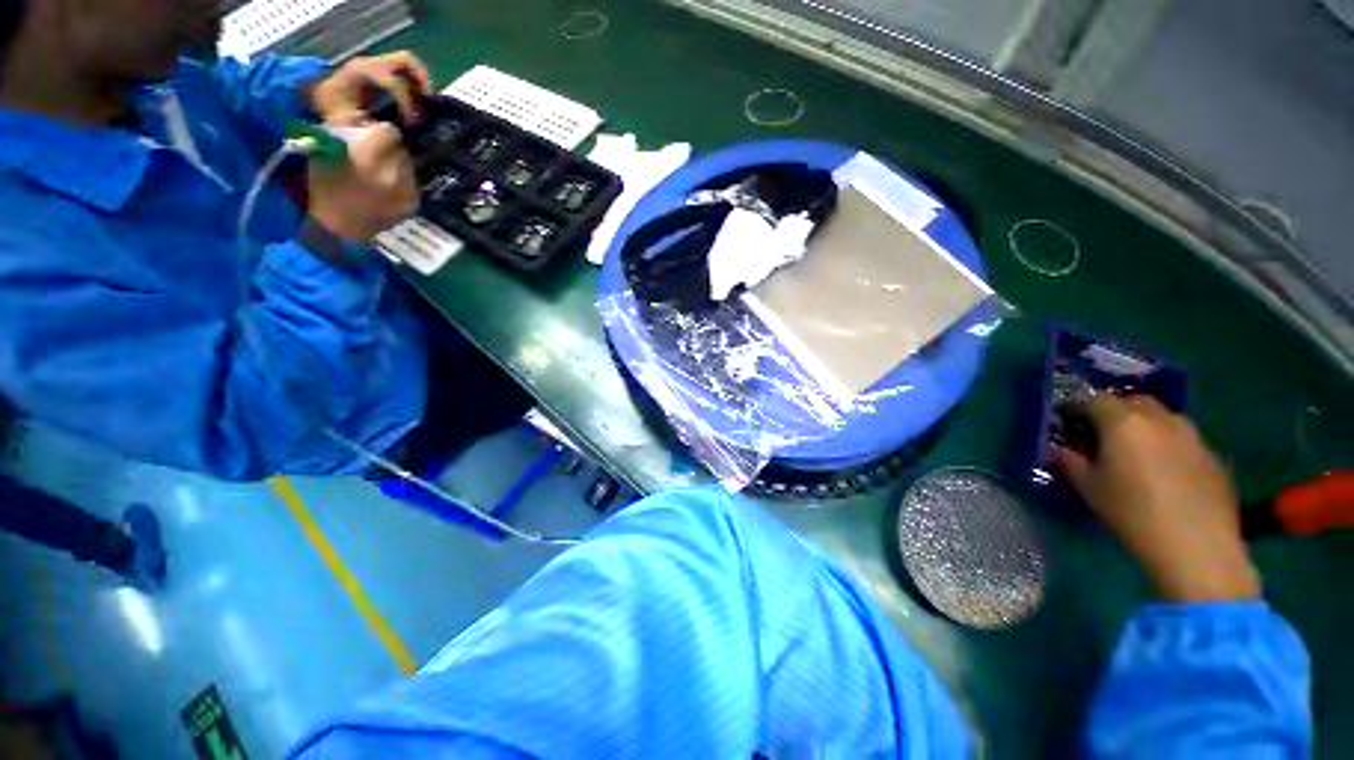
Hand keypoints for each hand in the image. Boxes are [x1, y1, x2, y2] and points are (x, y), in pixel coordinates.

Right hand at [307, 123, 418, 243]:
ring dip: (397, 165)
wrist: (340, 229)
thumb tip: (362, 118)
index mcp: (370, 156)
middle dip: (390, 149)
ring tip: (380, 174)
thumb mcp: (324, 151)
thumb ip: (345, 132)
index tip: (372, 135)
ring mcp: (408, 189)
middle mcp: (394, 171)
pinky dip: (402, 182)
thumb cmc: (325, 188)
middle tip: (376, 155)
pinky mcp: (414, 203)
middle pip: (401, 149)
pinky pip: (412, 184)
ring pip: (408, 166)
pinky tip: (386, 189)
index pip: (390, 131)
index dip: (381, 131)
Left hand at [308, 51, 433, 124]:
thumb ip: (367, 126)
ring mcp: (378, 65)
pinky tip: (419, 106)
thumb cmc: (334, 112)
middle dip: (421, 83)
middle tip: (428, 106)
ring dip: (423, 84)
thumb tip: (392, 132)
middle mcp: (371, 63)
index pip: (392, 81)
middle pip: (406, 61)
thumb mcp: (345, 122)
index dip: (406, 102)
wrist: (326, 100)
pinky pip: (409, 73)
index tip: (411, 123)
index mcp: (360, 73)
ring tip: (426, 107)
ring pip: (411, 65)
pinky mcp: (385, 72)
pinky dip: (418, 87)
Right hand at [1053, 395, 1261, 602]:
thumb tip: (1060, 451)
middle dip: (1117, 412)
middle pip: (1135, 402)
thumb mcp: (1088, 489)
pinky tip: (1167, 475)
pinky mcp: (1214, 457)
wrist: (1197, 547)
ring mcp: (1193, 436)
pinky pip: (1186, 442)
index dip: (1079, 408)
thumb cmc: (1132, 513)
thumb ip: (1070, 462)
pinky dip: (1171, 448)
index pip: (1094, 399)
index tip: (1070, 423)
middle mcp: (1160, 420)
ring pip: (1164, 419)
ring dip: (1147, 428)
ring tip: (1138, 454)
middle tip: (1104, 435)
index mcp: (1123, 422)